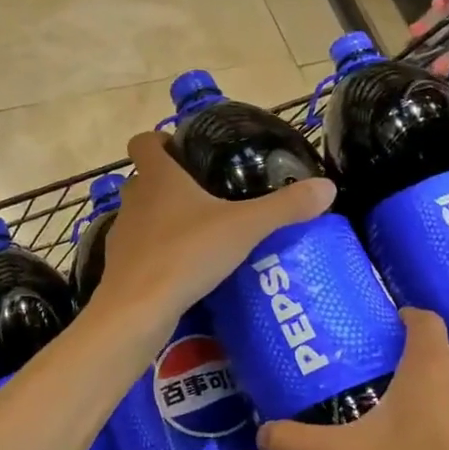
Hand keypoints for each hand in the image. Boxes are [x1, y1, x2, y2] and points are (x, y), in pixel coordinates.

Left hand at [93, 131, 335, 333]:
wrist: (137, 309)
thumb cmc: (187, 254)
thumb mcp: (244, 227)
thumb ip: (284, 207)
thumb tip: (328, 186)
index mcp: (157, 177)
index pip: (143, 141)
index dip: (159, 140)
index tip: (184, 149)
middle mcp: (134, 199)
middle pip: (145, 178)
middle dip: (170, 181)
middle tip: (207, 192)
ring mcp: (122, 233)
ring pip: (142, 214)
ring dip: (164, 217)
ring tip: (201, 231)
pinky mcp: (120, 265)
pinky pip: (141, 248)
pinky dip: (158, 250)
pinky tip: (185, 267)